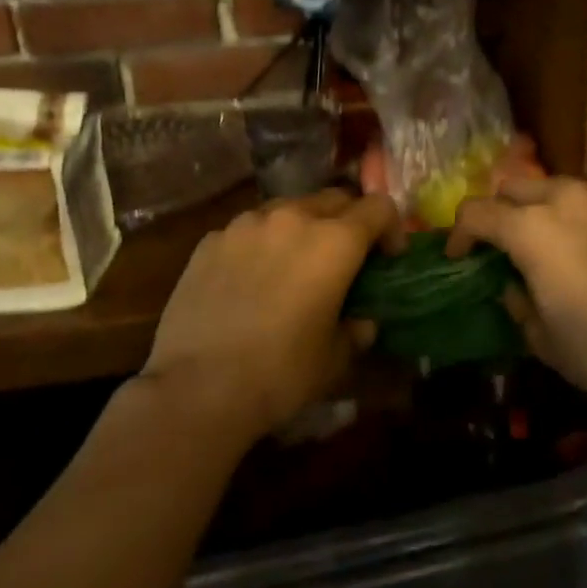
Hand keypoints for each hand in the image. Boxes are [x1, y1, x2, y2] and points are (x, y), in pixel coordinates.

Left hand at [142, 189, 401, 436]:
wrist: (196, 389)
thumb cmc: (280, 373)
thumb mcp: (335, 358)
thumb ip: (357, 329)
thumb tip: (361, 321)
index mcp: (335, 241)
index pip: (379, 207)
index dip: (391, 228)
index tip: (388, 257)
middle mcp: (293, 218)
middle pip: (335, 198)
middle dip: (348, 221)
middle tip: (344, 259)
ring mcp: (246, 224)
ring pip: (288, 208)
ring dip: (302, 228)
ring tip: (293, 265)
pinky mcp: (210, 240)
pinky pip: (248, 230)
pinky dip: (261, 244)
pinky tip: (250, 281)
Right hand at [446, 178, 586, 414]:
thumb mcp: (542, 337)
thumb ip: (517, 301)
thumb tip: (514, 285)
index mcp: (530, 228)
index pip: (476, 212)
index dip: (459, 234)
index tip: (460, 256)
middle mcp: (565, 198)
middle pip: (514, 187)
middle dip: (501, 211)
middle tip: (504, 245)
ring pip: (558, 187)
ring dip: (543, 208)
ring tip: (553, 241)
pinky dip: (584, 216)